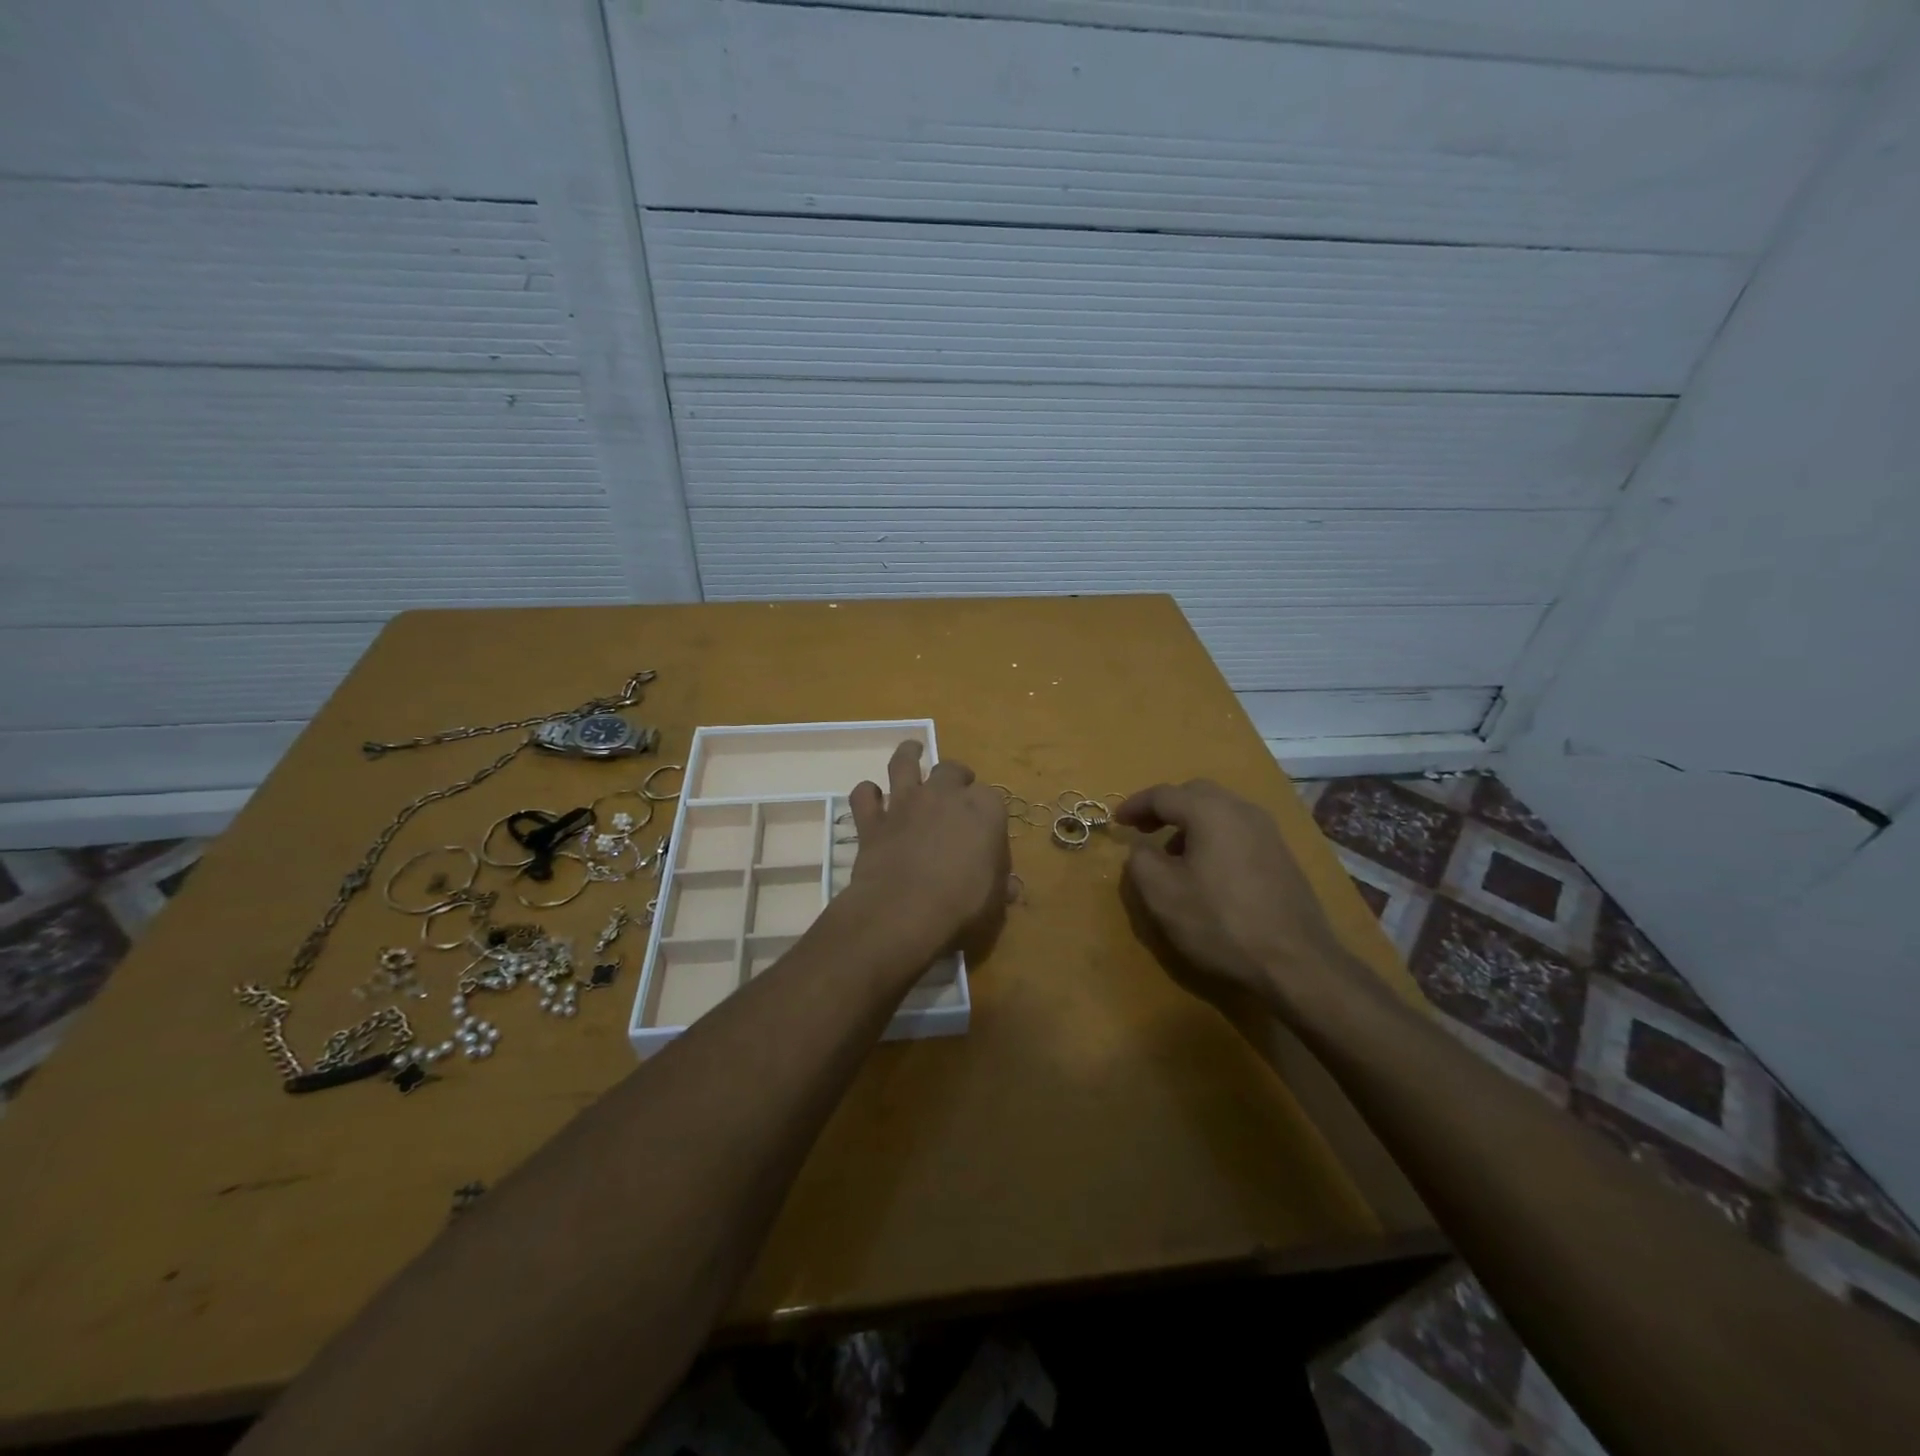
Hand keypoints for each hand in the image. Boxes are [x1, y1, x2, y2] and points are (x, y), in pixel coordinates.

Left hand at [847, 742, 1009, 960]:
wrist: (903, 910)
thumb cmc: (961, 904)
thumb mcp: (993, 901)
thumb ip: (1000, 887)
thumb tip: (1010, 888)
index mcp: (983, 809)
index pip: (992, 798)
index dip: (988, 812)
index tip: (987, 828)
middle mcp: (944, 795)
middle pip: (951, 770)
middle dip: (956, 775)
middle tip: (956, 786)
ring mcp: (905, 803)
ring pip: (904, 763)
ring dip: (908, 754)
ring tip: (912, 750)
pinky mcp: (873, 820)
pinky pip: (864, 796)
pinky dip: (867, 794)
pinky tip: (870, 797)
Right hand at [1116, 779, 1370, 1019]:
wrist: (1296, 962)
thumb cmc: (1220, 922)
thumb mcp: (1162, 894)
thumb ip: (1140, 861)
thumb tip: (1142, 848)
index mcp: (1210, 812)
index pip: (1163, 794)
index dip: (1135, 805)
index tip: (1117, 823)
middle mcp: (1242, 810)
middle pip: (1195, 793)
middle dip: (1165, 808)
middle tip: (1144, 830)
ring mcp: (1268, 832)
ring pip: (1220, 810)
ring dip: (1191, 823)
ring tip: (1174, 855)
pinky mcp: (1282, 855)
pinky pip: (1238, 830)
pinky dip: (1214, 836)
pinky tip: (1208, 871)